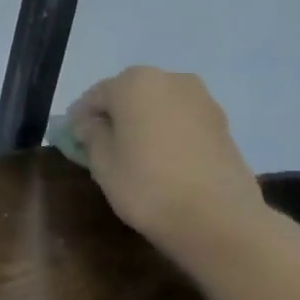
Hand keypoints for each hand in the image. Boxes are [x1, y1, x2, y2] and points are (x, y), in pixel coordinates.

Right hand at [65, 67, 268, 261]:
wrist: (218, 219)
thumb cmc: (146, 184)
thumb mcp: (101, 161)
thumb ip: (91, 134)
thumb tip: (91, 123)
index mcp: (133, 83)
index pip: (94, 96)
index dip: (80, 119)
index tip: (75, 141)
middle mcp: (170, 80)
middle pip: (129, 95)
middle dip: (114, 116)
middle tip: (103, 146)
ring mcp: (202, 100)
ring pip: (158, 106)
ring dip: (143, 123)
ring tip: (135, 154)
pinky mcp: (223, 124)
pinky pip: (182, 121)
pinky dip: (168, 133)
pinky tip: (162, 159)